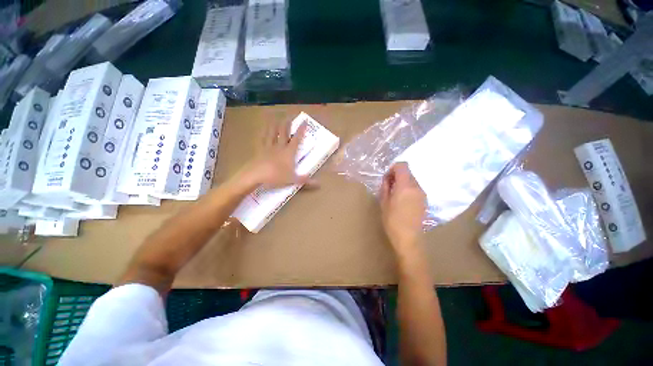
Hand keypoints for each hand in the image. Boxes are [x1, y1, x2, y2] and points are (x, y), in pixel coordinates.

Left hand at [236, 119, 315, 189]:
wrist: (257, 174)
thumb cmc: (276, 176)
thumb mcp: (292, 179)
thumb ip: (304, 180)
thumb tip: (319, 183)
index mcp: (289, 152)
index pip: (297, 139)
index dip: (301, 130)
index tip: (304, 121)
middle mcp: (280, 147)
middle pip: (284, 133)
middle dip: (287, 124)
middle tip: (288, 117)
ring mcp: (269, 147)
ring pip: (272, 134)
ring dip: (274, 126)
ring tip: (275, 119)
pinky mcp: (259, 150)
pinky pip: (262, 140)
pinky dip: (263, 134)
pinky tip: (262, 130)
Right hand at [380, 163, 426, 254]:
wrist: (409, 238)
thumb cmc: (393, 222)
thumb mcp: (384, 204)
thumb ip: (385, 188)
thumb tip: (387, 180)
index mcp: (405, 185)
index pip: (402, 165)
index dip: (393, 168)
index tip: (387, 178)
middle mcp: (416, 186)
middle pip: (408, 173)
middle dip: (398, 177)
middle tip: (390, 188)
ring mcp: (422, 194)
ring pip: (413, 181)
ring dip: (404, 184)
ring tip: (396, 197)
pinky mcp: (425, 201)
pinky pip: (416, 190)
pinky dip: (410, 191)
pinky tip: (404, 204)